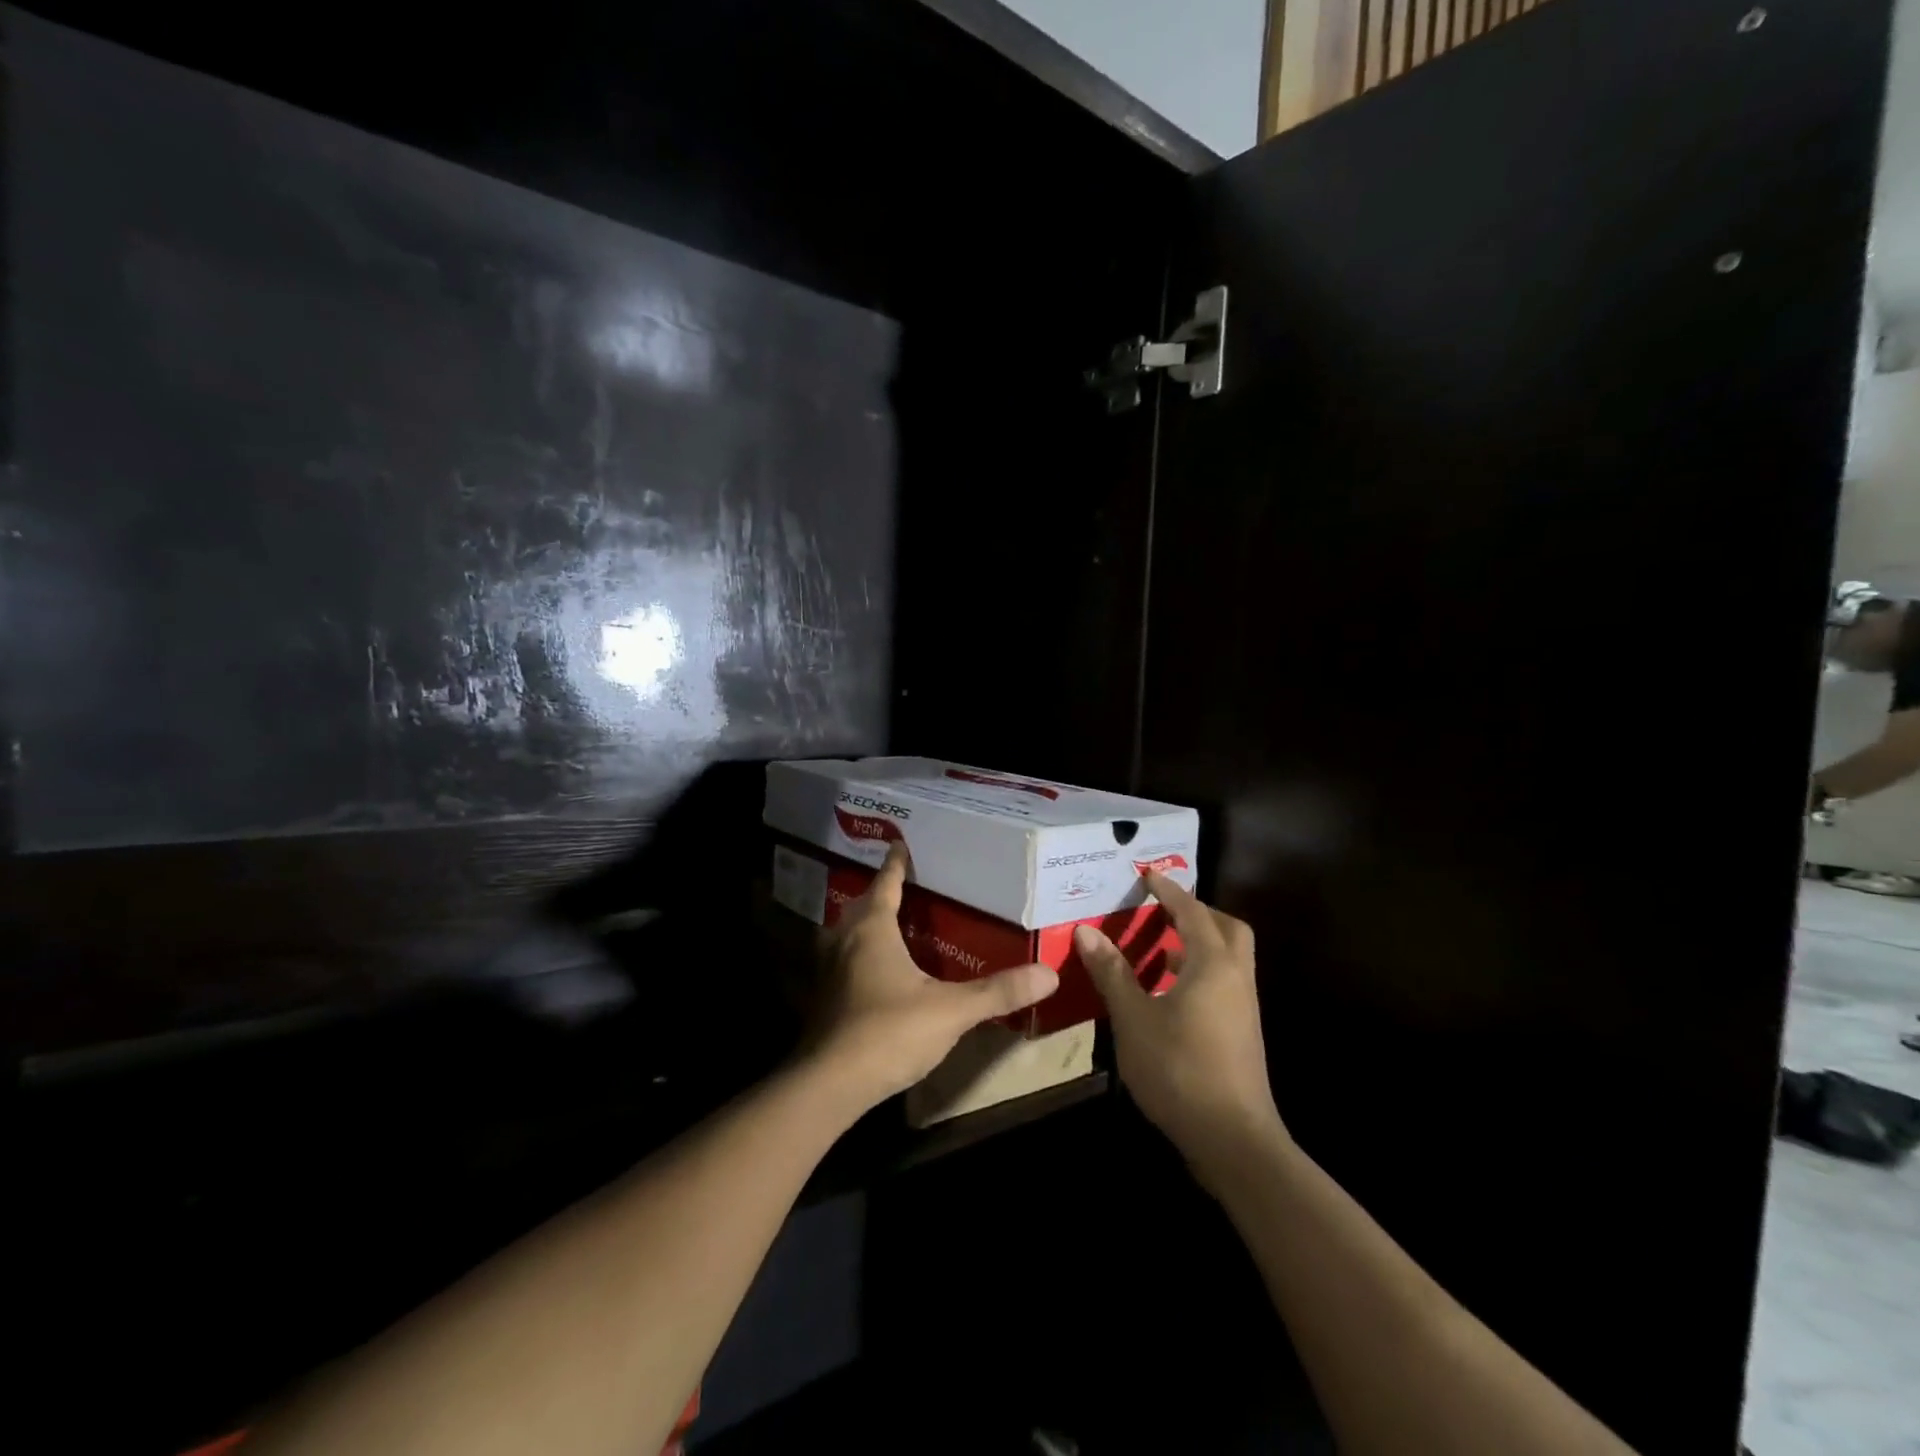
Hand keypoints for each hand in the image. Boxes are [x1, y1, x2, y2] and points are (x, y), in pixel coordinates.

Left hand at [805, 844, 1059, 1114]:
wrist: (829, 1085)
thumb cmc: (889, 1031)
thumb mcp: (950, 1010)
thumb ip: (997, 992)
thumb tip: (1048, 974)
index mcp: (872, 929)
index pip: (886, 884)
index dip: (896, 864)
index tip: (899, 843)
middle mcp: (844, 940)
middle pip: (863, 906)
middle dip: (881, 893)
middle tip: (905, 885)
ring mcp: (829, 970)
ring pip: (848, 934)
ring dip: (867, 924)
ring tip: (892, 923)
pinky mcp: (824, 999)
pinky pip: (844, 960)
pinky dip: (860, 954)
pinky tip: (878, 971)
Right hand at [1076, 873, 1285, 1177]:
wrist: (1233, 1139)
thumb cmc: (1180, 1069)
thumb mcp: (1134, 1018)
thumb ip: (1112, 972)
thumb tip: (1086, 930)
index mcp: (1213, 964)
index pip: (1192, 912)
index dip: (1168, 891)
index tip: (1146, 875)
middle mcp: (1235, 977)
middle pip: (1226, 928)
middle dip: (1196, 912)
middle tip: (1162, 910)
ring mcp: (1243, 1007)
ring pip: (1228, 957)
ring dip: (1199, 942)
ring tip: (1160, 947)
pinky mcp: (1242, 1032)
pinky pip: (1224, 981)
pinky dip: (1200, 970)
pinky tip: (1169, 992)